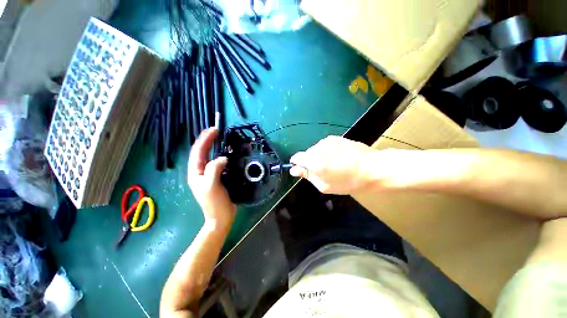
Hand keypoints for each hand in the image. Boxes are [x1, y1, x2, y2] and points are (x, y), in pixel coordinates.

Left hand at [188, 128, 235, 228]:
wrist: (221, 217)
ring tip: (220, 139)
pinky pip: (217, 163)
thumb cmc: (215, 203)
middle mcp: (200, 172)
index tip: (214, 130)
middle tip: (217, 131)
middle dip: (207, 140)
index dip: (205, 139)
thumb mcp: (211, 186)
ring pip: (209, 157)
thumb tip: (222, 158)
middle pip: (202, 152)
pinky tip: (227, 153)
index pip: (198, 152)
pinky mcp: (217, 178)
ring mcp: (208, 175)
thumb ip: (214, 169)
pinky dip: (221, 155)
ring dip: (213, 146)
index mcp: (195, 173)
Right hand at [289, 136, 374, 194]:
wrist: (374, 167)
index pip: (296, 157)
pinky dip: (326, 152)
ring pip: (315, 149)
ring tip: (332, 164)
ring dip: (318, 156)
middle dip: (309, 162)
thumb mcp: (325, 186)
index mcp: (314, 161)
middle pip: (306, 154)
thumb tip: (294, 169)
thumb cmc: (349, 182)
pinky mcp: (336, 138)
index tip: (302, 170)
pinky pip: (324, 145)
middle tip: (322, 171)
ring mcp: (327, 141)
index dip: (297, 164)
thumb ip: (308, 176)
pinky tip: (338, 157)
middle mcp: (318, 148)